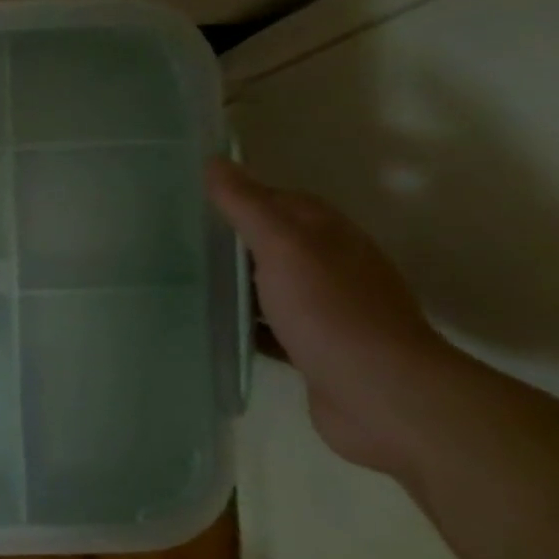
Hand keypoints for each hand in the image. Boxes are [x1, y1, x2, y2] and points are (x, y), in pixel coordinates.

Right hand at [206, 156, 457, 474]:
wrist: (382, 396)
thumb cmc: (331, 312)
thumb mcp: (284, 248)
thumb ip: (248, 206)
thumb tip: (215, 162)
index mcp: (329, 236)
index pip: (282, 201)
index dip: (241, 196)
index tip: (192, 199)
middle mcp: (331, 268)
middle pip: (274, 244)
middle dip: (231, 241)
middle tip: (176, 241)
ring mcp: (325, 312)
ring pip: (269, 287)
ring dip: (234, 285)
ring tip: (183, 282)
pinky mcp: (313, 350)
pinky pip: (268, 329)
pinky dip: (242, 326)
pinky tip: (209, 328)